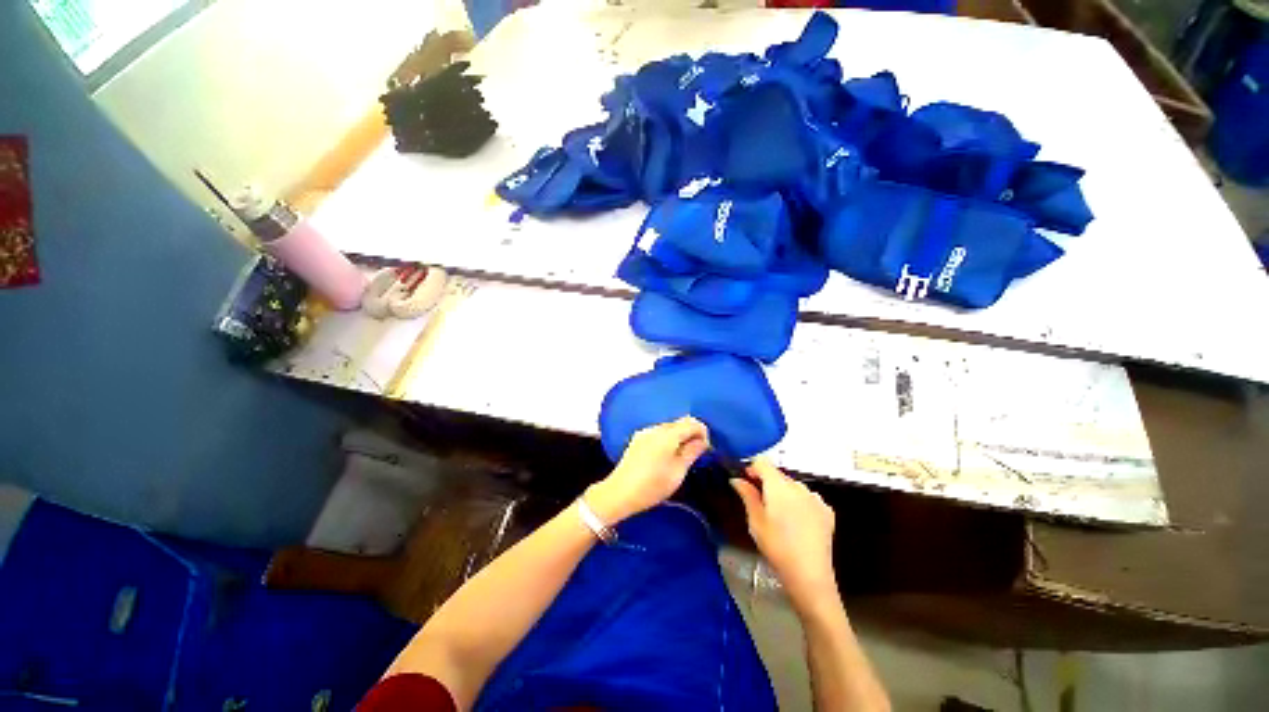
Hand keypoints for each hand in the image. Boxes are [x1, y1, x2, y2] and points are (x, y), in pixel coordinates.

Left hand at [587, 416, 709, 523]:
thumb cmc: (653, 485)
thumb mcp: (678, 471)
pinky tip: (665, 456)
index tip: (706, 448)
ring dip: (679, 436)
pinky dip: (667, 439)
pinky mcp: (637, 439)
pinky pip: (658, 433)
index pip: (692, 422)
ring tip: (681, 456)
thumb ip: (692, 452)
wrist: (620, 492)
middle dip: (691, 433)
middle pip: (679, 422)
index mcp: (668, 434)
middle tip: (696, 452)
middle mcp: (656, 428)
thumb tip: (703, 441)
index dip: (703, 432)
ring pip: (668, 427)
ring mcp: (645, 432)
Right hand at [731, 458, 837, 607]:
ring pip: (793, 486)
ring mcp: (815, 498)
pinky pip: (808, 498)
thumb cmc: (776, 546)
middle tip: (760, 504)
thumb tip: (736, 479)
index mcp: (779, 485)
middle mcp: (799, 486)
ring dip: (784, 493)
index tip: (746, 482)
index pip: (762, 462)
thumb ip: (747, 495)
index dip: (752, 469)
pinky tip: (797, 523)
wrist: (809, 574)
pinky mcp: (827, 511)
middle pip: (778, 474)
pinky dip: (800, 503)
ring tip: (780, 516)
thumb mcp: (755, 521)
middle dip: (767, 483)